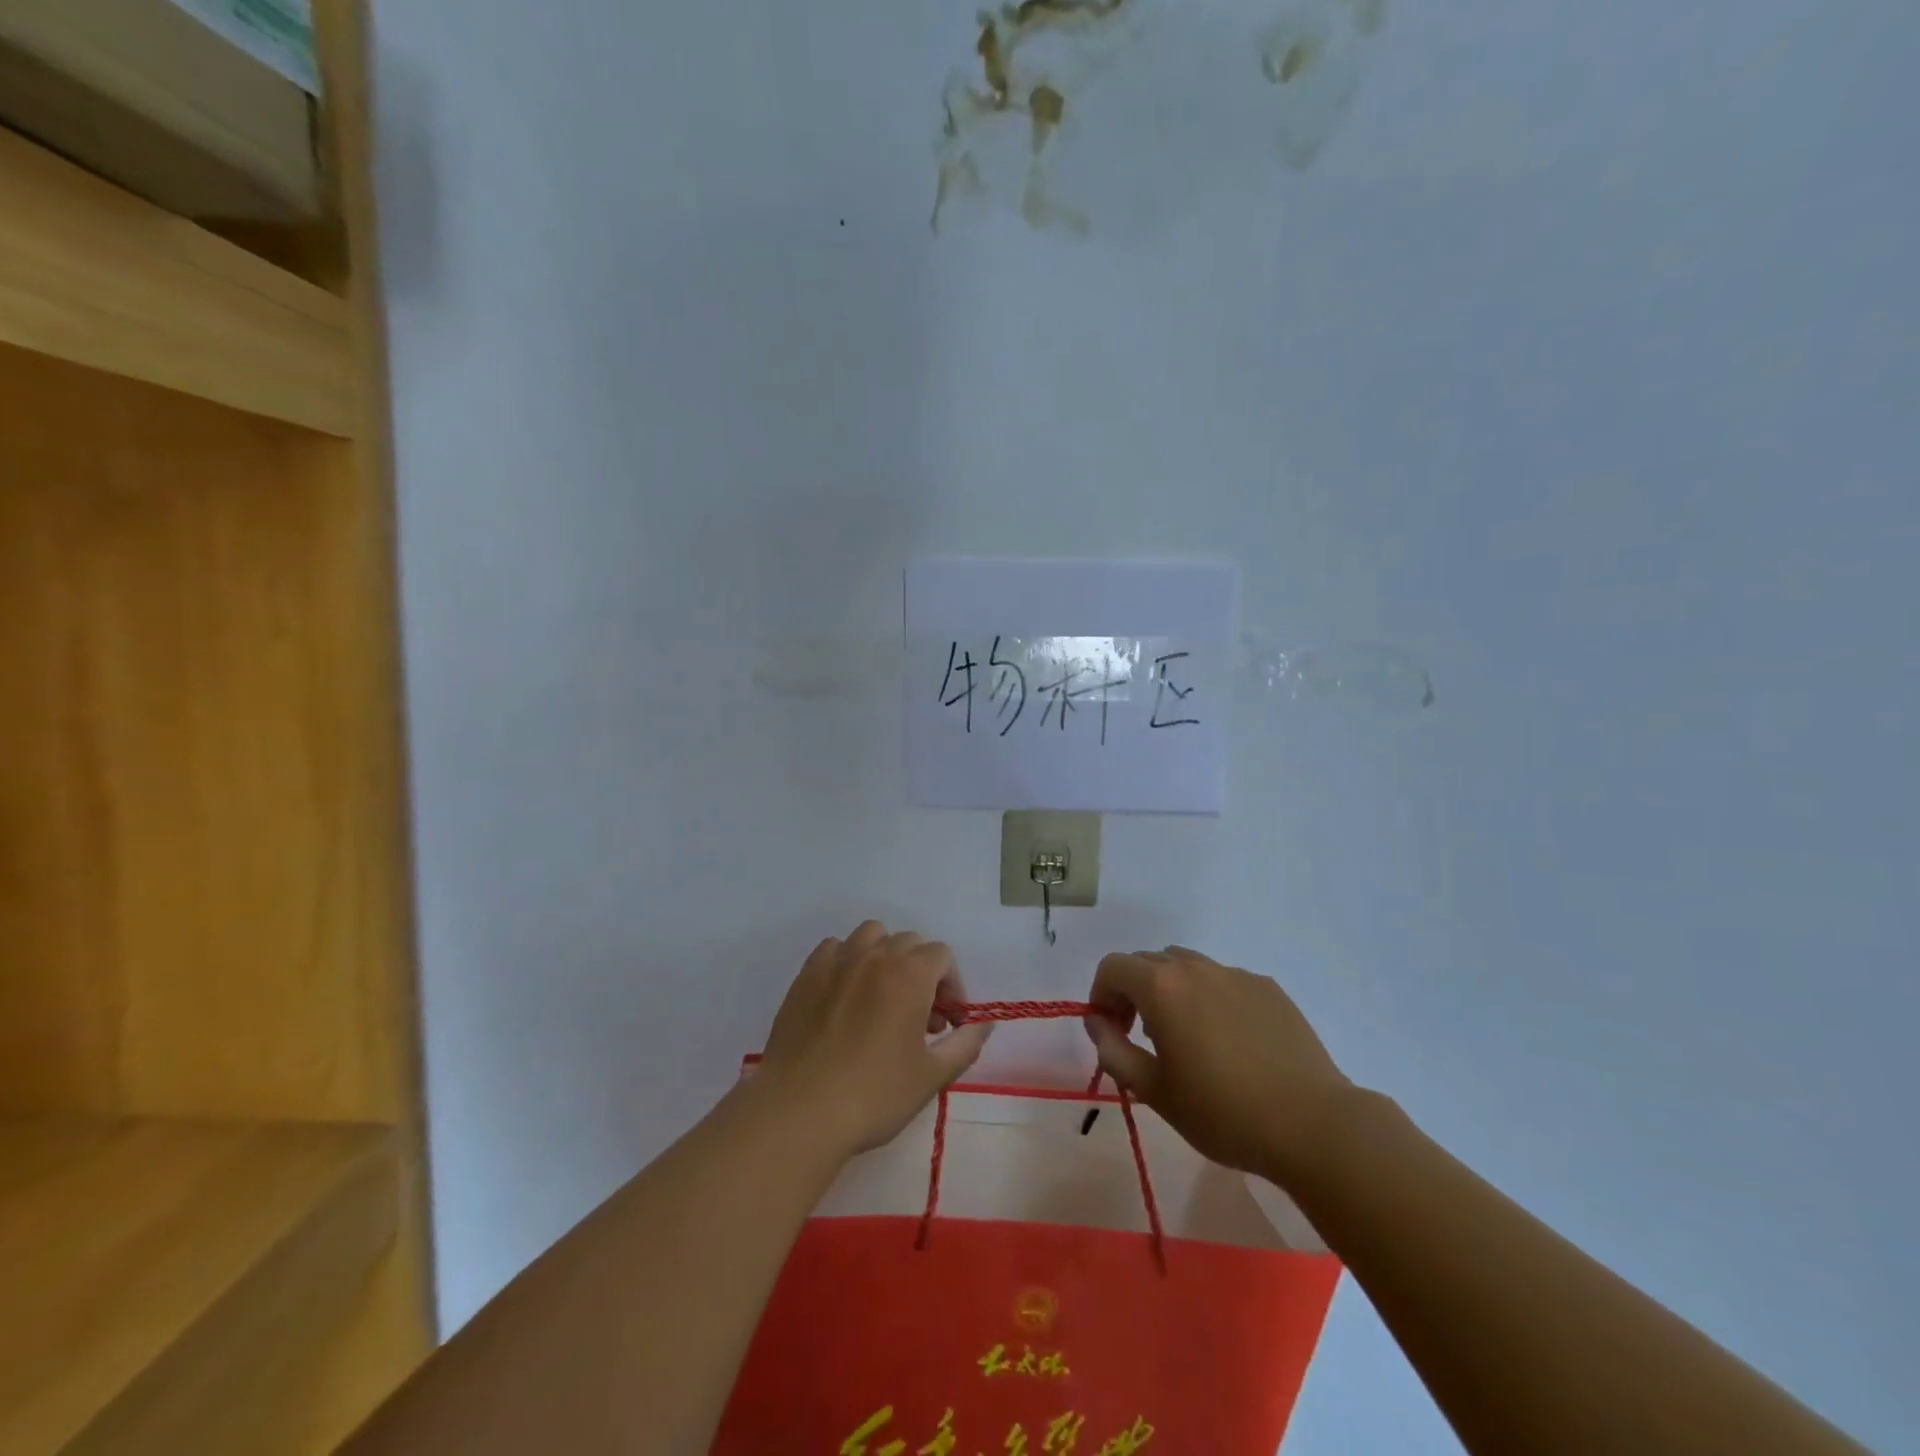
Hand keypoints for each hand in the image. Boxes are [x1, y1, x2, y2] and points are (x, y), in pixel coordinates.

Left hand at [759, 920, 991, 1158]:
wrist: (799, 1111)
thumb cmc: (873, 1095)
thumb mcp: (931, 1076)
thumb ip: (965, 1044)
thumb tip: (984, 1024)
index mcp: (910, 974)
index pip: (942, 956)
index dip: (953, 986)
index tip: (948, 1024)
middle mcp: (875, 955)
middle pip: (910, 943)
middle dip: (923, 974)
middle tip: (919, 1019)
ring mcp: (836, 961)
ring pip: (871, 935)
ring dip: (885, 956)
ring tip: (883, 997)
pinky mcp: (805, 976)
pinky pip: (834, 949)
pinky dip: (847, 961)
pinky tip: (846, 996)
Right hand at [1084, 947, 1355, 1187]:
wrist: (1312, 1125)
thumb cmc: (1222, 1112)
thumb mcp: (1153, 1091)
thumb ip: (1113, 1049)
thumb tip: (1096, 1021)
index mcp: (1162, 986)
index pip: (1113, 967)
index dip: (1101, 994)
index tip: (1110, 1030)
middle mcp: (1196, 968)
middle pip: (1149, 962)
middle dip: (1134, 991)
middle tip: (1141, 1036)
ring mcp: (1236, 974)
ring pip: (1188, 968)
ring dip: (1172, 991)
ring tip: (1186, 1038)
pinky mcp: (1269, 988)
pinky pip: (1224, 982)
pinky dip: (1211, 999)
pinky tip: (1230, 1043)